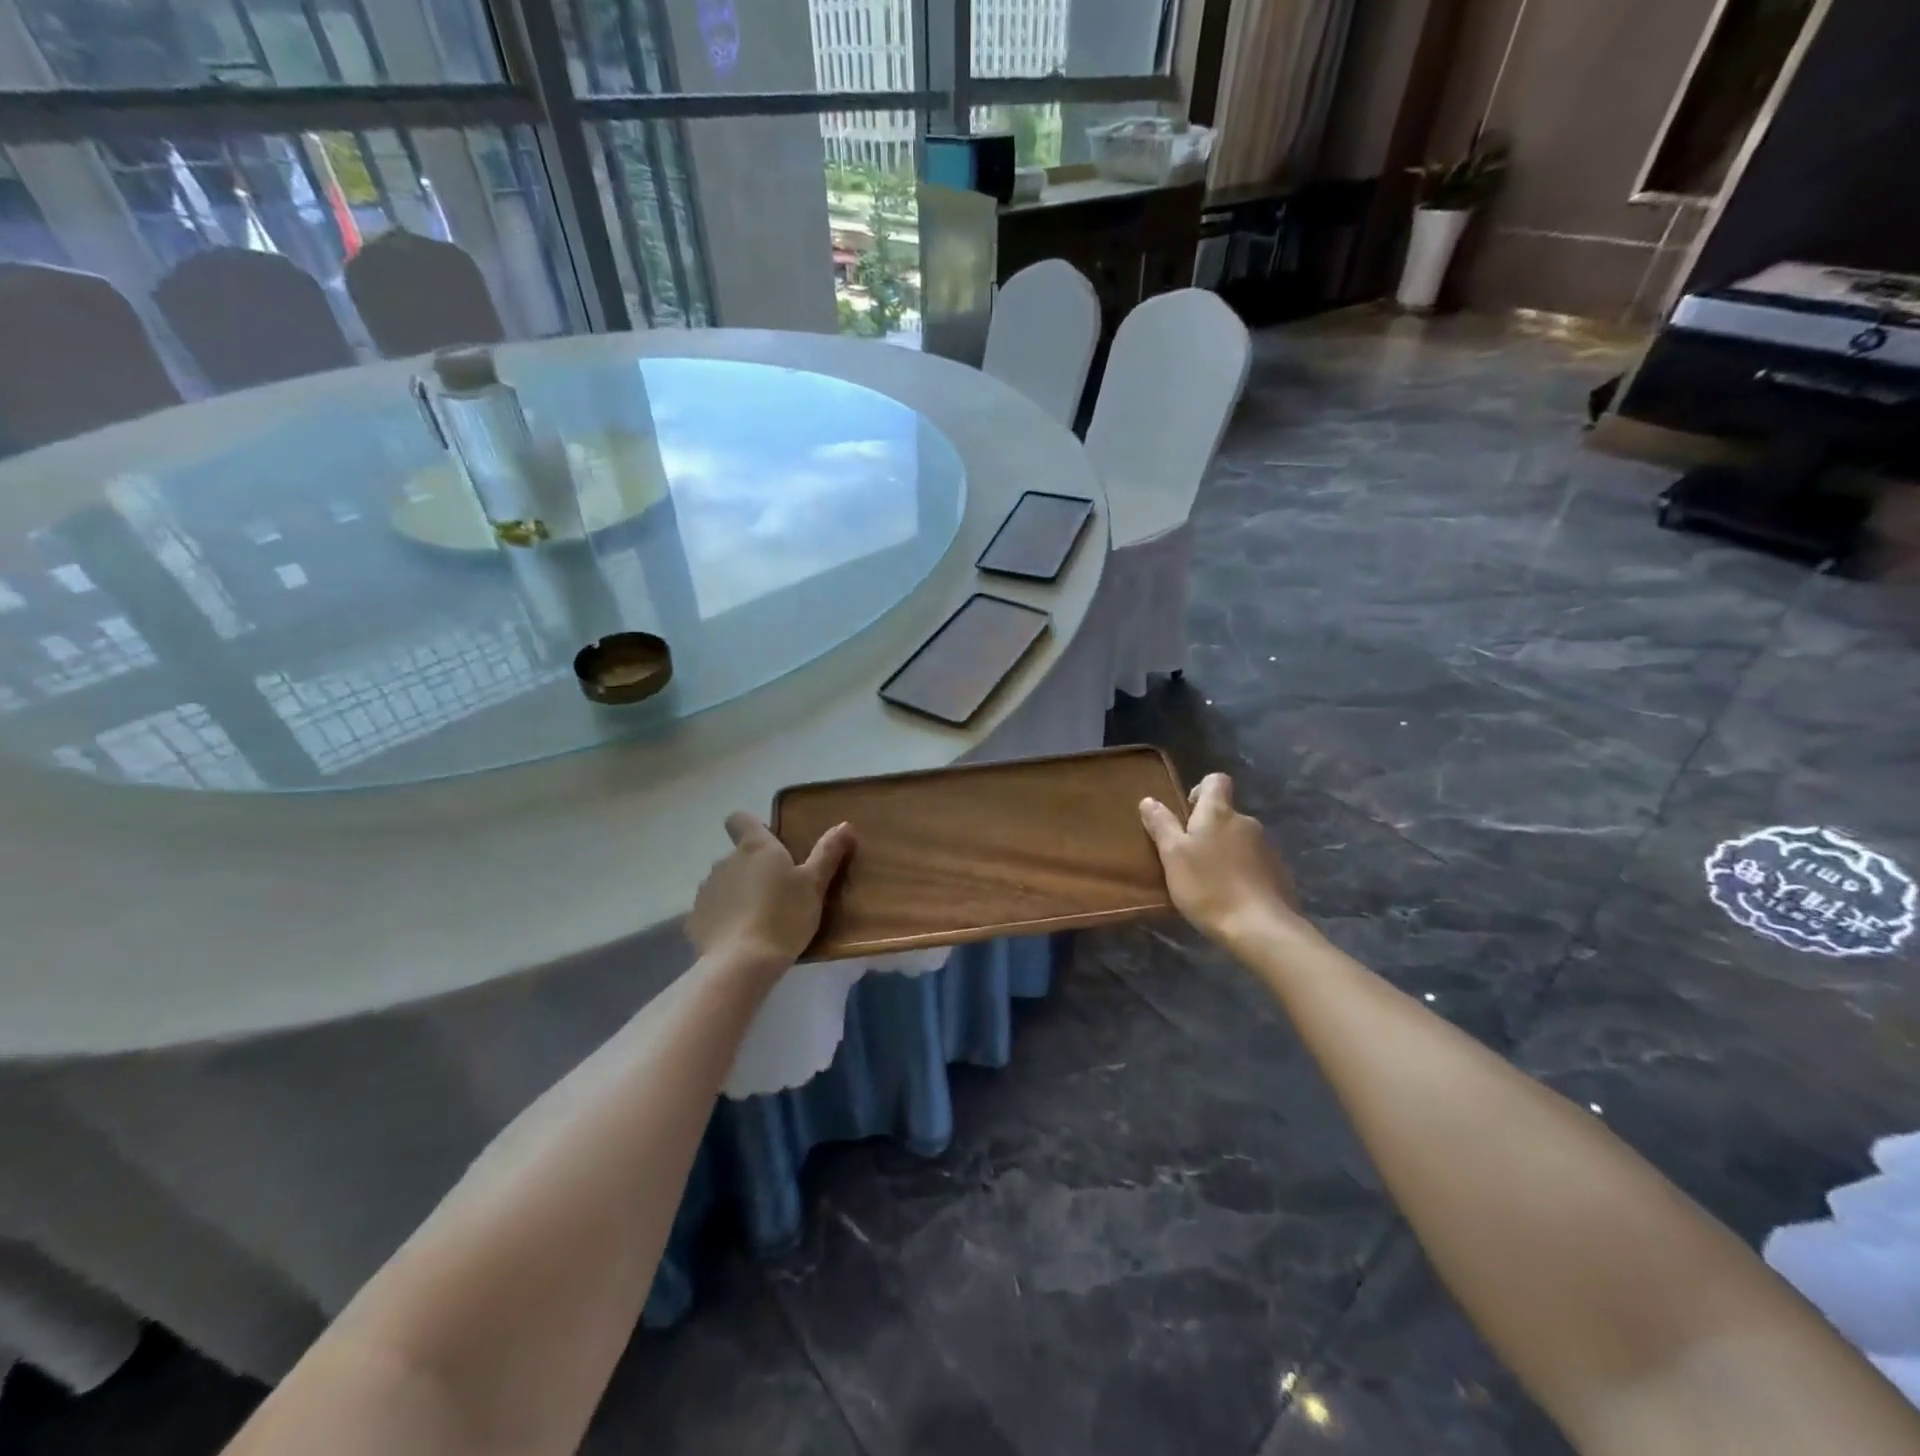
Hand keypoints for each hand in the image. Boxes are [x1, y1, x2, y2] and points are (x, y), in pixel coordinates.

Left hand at [687, 812, 853, 971]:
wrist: (741, 964)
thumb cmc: (784, 916)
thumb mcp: (814, 885)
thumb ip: (828, 853)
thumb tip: (844, 825)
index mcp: (756, 847)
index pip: (740, 819)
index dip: (751, 826)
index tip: (770, 845)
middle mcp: (726, 861)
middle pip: (739, 855)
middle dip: (755, 868)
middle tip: (779, 892)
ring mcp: (707, 889)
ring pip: (725, 882)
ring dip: (739, 893)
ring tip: (761, 919)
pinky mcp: (695, 918)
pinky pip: (713, 910)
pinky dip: (725, 918)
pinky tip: (741, 938)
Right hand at [1140, 773, 1308, 950]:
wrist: (1262, 928)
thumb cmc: (1208, 887)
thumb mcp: (1173, 856)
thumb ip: (1161, 825)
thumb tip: (1149, 800)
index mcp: (1219, 813)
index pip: (1215, 780)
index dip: (1199, 790)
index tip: (1186, 814)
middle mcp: (1246, 822)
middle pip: (1225, 813)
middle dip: (1208, 829)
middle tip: (1189, 857)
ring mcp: (1267, 847)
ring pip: (1240, 839)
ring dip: (1225, 851)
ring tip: (1210, 880)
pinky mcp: (1280, 872)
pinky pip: (1255, 862)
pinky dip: (1242, 871)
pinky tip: (1232, 895)